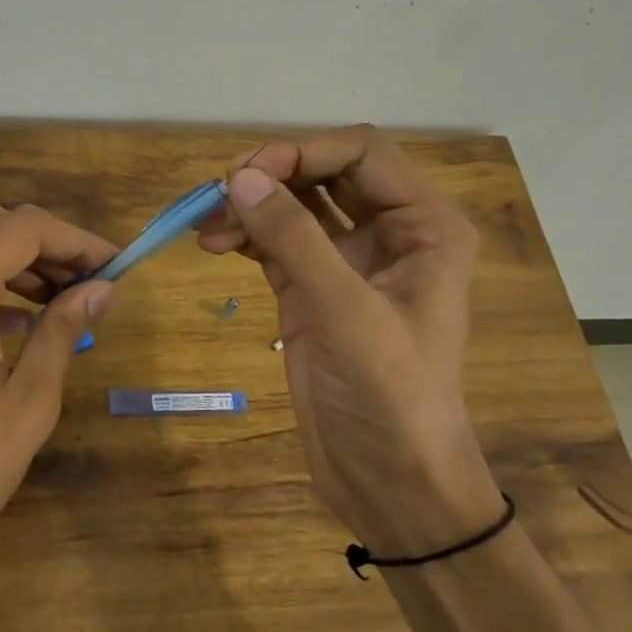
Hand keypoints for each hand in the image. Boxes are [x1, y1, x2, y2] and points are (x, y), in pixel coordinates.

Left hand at [0, 201, 118, 581]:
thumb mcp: (29, 403)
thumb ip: (63, 331)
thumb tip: (102, 288)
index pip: (24, 228)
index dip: (76, 240)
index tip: (112, 266)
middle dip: (40, 242)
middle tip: (81, 281)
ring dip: (4, 258)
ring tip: (50, 301)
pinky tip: (2, 323)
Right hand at [198, 126, 501, 554]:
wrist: (391, 482)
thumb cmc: (391, 395)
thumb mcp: (346, 312)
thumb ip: (294, 239)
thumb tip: (238, 177)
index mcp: (424, 225)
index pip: (362, 152)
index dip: (304, 150)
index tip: (248, 174)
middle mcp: (389, 232)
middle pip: (324, 170)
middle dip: (272, 174)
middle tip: (220, 193)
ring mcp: (346, 262)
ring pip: (294, 205)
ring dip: (250, 205)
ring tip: (206, 225)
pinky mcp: (310, 290)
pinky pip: (275, 242)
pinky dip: (244, 235)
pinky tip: (213, 243)